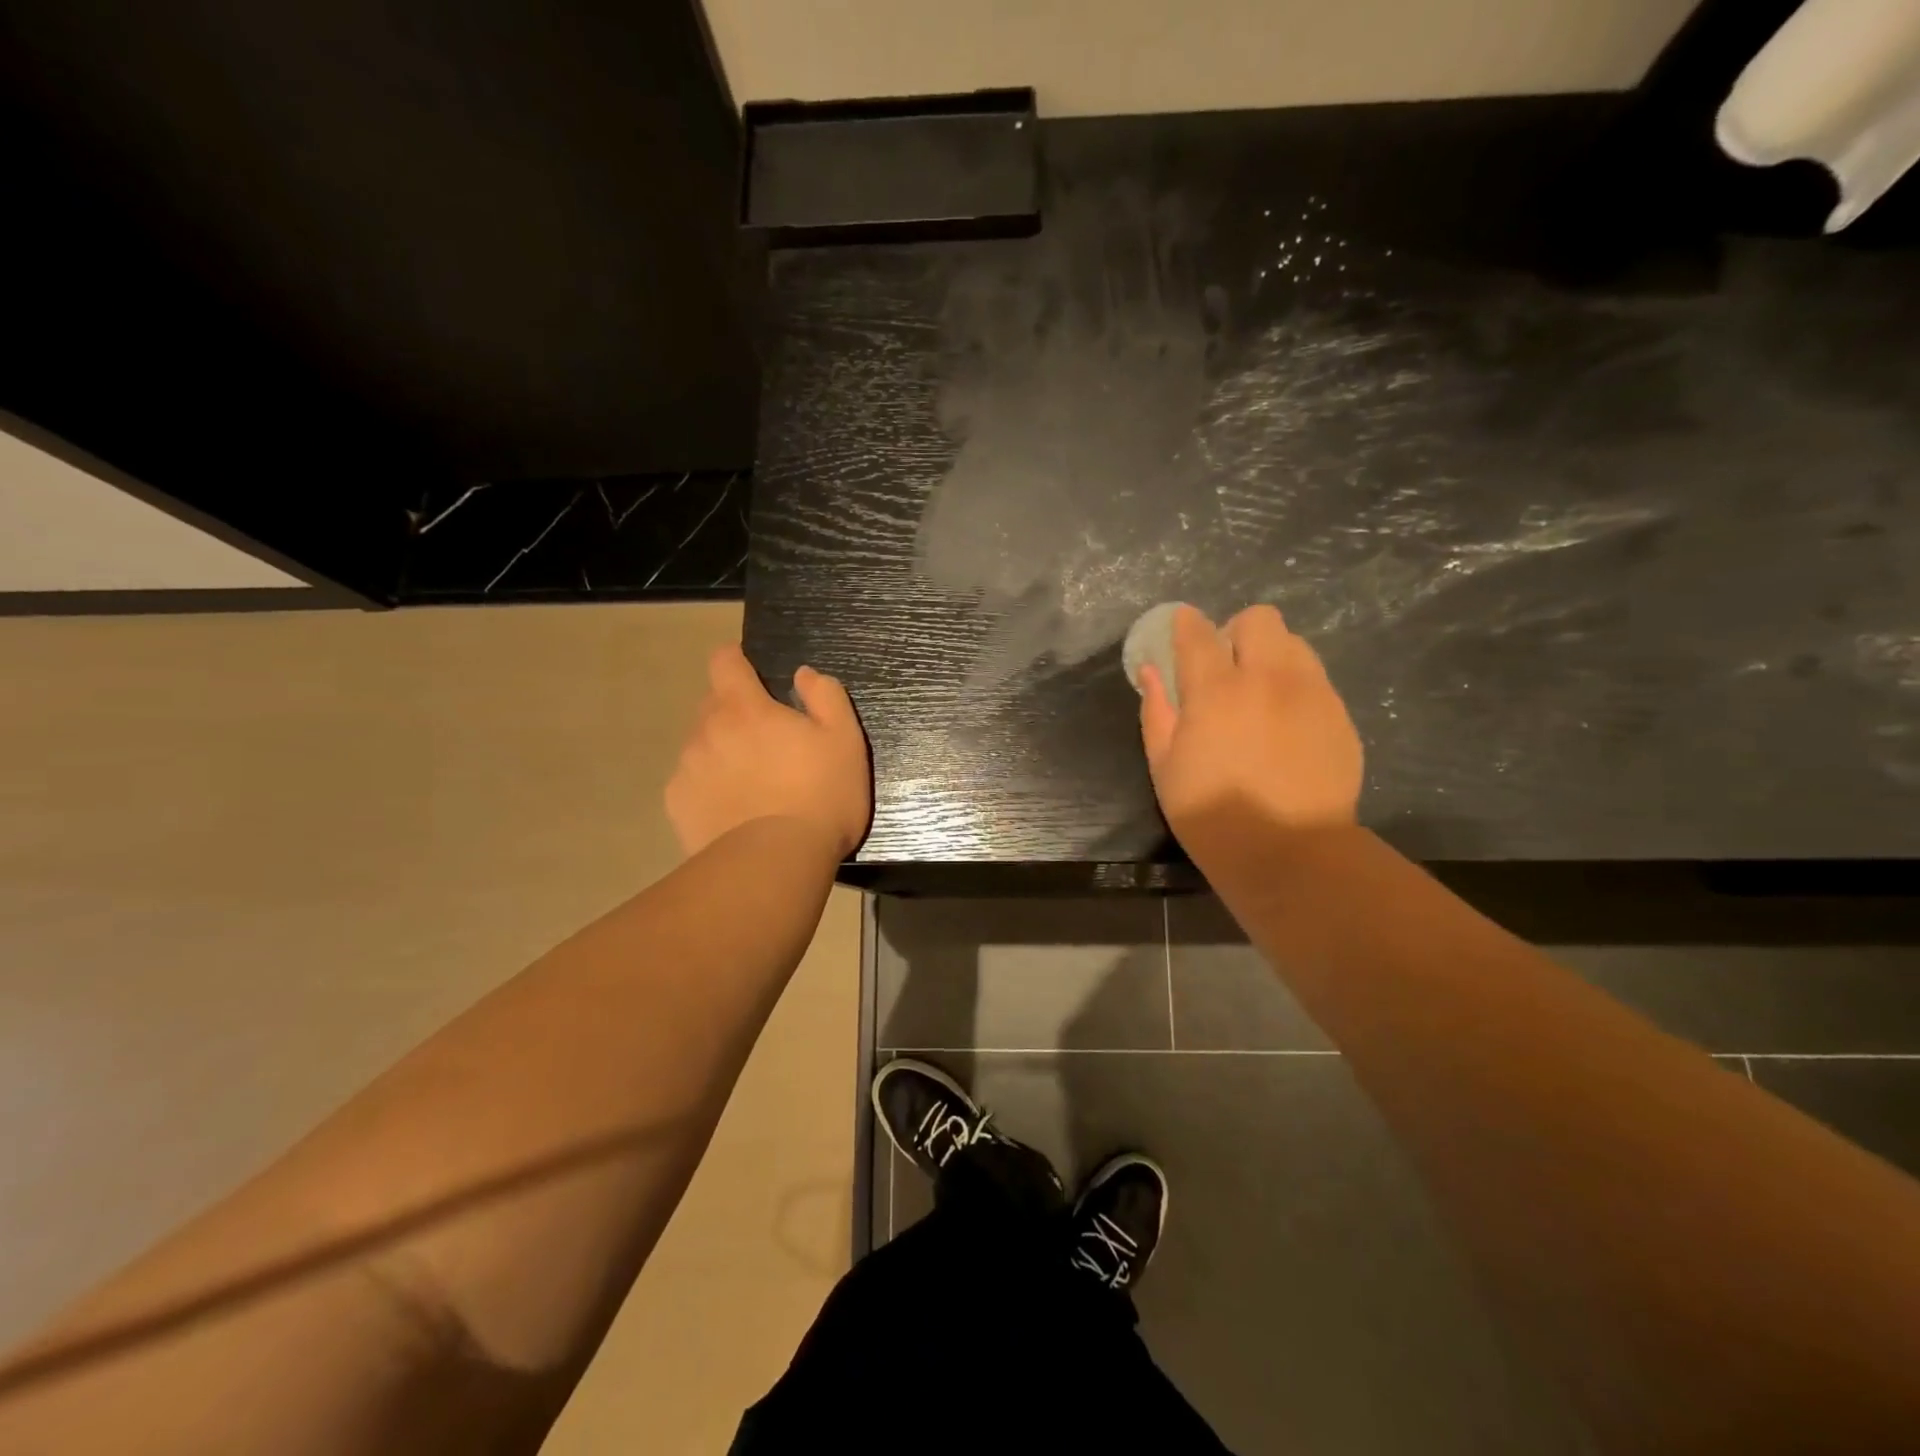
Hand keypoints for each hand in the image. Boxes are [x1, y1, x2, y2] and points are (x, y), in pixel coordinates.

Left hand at [666, 645, 871, 859]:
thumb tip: (804, 674)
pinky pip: (692, 782)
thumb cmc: (820, 796)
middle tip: (768, 743)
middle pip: (713, 705)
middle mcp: (707, 730)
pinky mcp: (678, 805)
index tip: (753, 675)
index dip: (737, 661)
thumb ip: (825, 696)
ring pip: (701, 745)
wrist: (775, 864)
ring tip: (753, 785)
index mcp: (746, 708)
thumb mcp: (845, 740)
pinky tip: (734, 811)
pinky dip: (709, 787)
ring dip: (722, 751)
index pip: (724, 661)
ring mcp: (687, 769)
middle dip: (736, 712)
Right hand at [1139, 605, 1362, 845]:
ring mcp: (1312, 694)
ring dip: (1270, 654)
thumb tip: (1151, 673)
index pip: (1198, 633)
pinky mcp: (1339, 716)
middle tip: (1226, 667)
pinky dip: (1295, 686)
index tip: (1181, 627)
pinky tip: (1286, 724)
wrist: (1291, 854)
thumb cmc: (1212, 815)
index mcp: (1216, 691)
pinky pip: (1316, 679)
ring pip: (1294, 643)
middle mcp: (1268, 678)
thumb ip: (1156, 712)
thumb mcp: (1165, 767)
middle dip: (1237, 632)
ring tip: (1260, 692)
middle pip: (1258, 619)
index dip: (1185, 623)